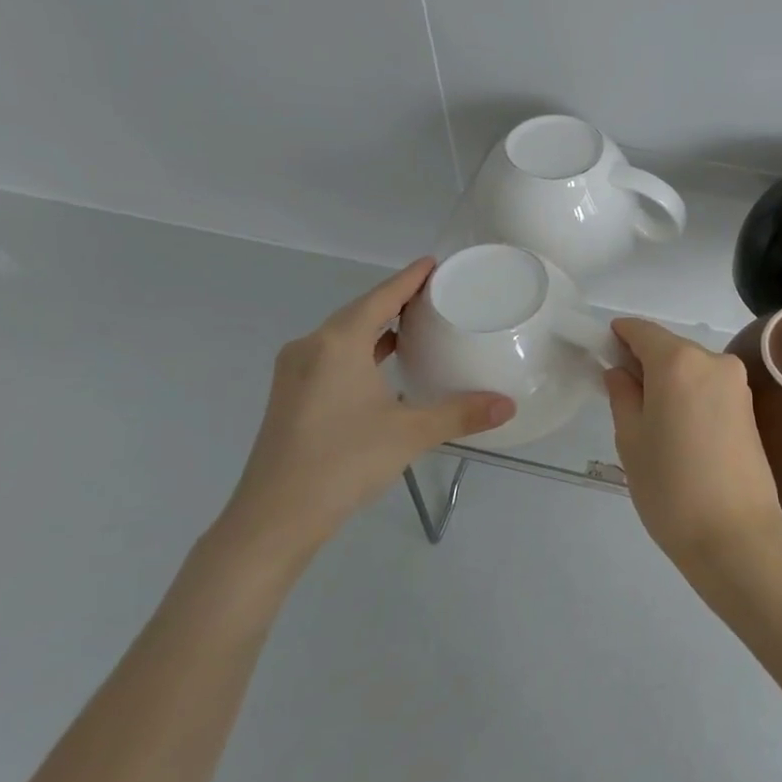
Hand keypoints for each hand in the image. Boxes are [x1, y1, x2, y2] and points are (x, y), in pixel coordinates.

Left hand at [215, 259, 513, 574]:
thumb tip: (508, 405)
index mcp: (337, 343)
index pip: (381, 297)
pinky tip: (382, 367)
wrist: (274, 518)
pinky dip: (360, 352)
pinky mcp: (291, 396)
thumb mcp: (409, 434)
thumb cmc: (343, 462)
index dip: (409, 278)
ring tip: (415, 326)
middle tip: (435, 296)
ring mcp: (295, 373)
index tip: (434, 264)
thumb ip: (460, 414)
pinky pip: (331, 357)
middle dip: (395, 300)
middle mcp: (311, 348)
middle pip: (360, 311)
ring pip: (343, 336)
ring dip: (377, 328)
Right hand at [603, 319, 781, 574]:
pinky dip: (689, 395)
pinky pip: (709, 387)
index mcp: (678, 362)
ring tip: (652, 423)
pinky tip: (679, 430)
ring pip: (691, 368)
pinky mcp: (750, 408)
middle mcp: (713, 361)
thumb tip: (619, 372)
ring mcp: (737, 384)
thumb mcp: (631, 440)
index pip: (642, 331)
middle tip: (623, 397)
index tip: (602, 352)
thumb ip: (622, 395)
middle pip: (669, 348)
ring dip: (669, 381)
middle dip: (644, 363)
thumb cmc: (670, 488)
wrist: (736, 536)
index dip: (619, 336)